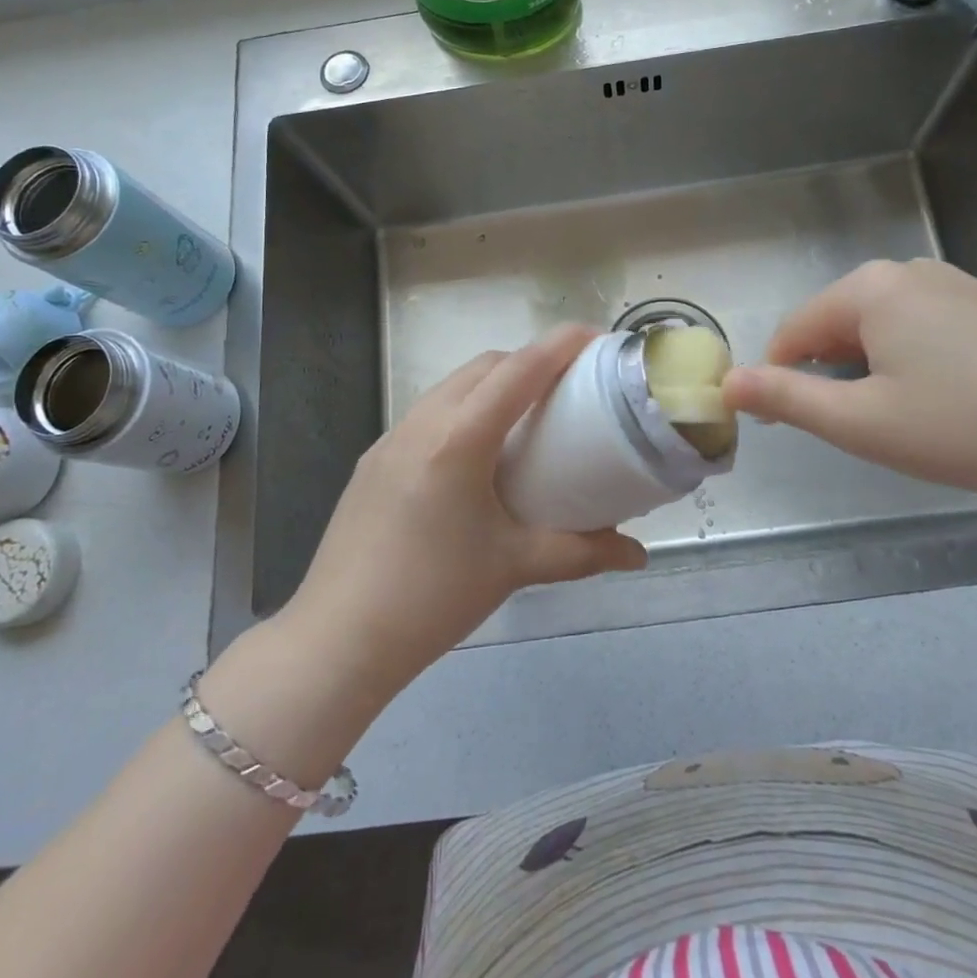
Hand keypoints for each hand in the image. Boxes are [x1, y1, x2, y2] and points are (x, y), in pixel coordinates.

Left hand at [281, 324, 646, 698]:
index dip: (561, 345)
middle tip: (569, 385)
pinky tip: (477, 453)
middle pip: (485, 366)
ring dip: (494, 383)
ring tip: (528, 415)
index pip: (520, 370)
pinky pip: (429, 413)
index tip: (597, 337)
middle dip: (530, 360)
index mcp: (459, 438)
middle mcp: (422, 422)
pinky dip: (464, 408)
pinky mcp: (374, 459)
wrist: (338, 640)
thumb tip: (637, 555)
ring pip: (453, 385)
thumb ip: (582, 553)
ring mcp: (391, 438)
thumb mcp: (514, 566)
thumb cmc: (433, 597)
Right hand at [721, 259, 976, 504]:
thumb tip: (727, 382)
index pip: (794, 330)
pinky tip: (946, 402)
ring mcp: (953, 282)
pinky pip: (921, 327)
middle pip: (837, 325)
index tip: (788, 426)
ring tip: (904, 422)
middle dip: (831, 375)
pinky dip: (911, 362)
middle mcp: (906, 271)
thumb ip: (787, 399)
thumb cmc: (970, 428)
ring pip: (880, 328)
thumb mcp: (863, 423)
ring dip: (871, 372)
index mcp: (868, 289)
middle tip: (859, 432)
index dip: (780, 378)